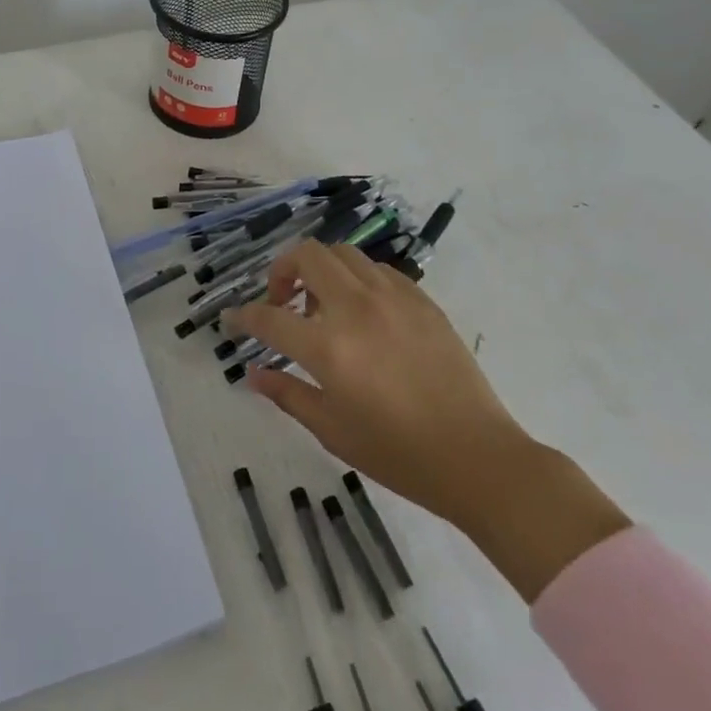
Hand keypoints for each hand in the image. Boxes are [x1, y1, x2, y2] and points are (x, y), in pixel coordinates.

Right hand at [227, 243, 628, 601]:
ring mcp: (393, 298)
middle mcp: (357, 308)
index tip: (233, 321)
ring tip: (322, 305)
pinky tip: (362, 311)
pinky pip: (378, 270)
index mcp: (328, 346)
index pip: (268, 317)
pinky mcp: (422, 300)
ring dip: (321, 270)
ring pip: (344, 254)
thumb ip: (288, 393)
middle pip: (306, 255)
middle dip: (281, 270)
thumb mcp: (332, 430)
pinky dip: (357, 279)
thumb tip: (253, 374)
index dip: (243, 317)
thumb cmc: (398, 453)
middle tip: (281, 301)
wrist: (477, 456)